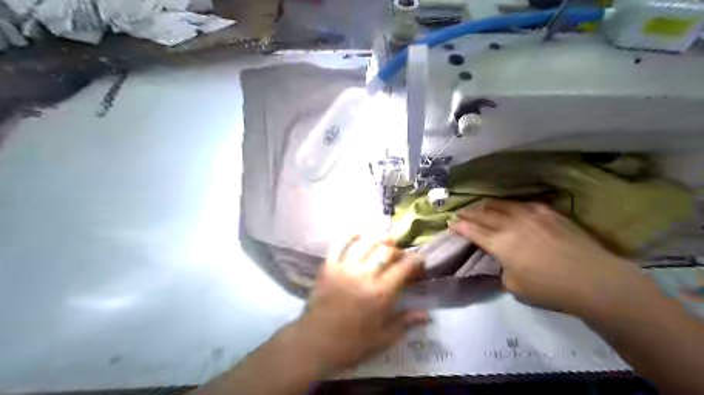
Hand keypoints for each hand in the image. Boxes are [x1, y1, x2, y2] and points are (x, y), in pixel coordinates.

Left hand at [292, 234, 429, 375]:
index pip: (403, 268)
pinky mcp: (328, 266)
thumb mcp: (382, 339)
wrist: (315, 343)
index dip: (415, 261)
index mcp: (380, 294)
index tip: (420, 261)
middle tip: (401, 255)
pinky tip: (359, 230)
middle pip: (385, 251)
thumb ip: (404, 323)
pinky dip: (349, 234)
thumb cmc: (350, 344)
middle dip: (397, 250)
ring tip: (386, 238)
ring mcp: (344, 268)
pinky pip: (339, 244)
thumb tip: (426, 315)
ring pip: (365, 243)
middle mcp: (364, 275)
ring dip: (378, 237)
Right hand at [447, 199, 650, 315]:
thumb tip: (504, 261)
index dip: (459, 226)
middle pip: (482, 214)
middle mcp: (511, 224)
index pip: (472, 230)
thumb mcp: (514, 286)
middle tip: (460, 213)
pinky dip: (509, 205)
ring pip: (501, 204)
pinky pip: (522, 204)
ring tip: (480, 207)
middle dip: (468, 214)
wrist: (594, 279)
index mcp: (500, 243)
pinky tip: (509, 208)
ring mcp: (530, 214)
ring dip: (486, 206)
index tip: (451, 223)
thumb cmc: (550, 288)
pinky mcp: (548, 212)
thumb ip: (503, 270)